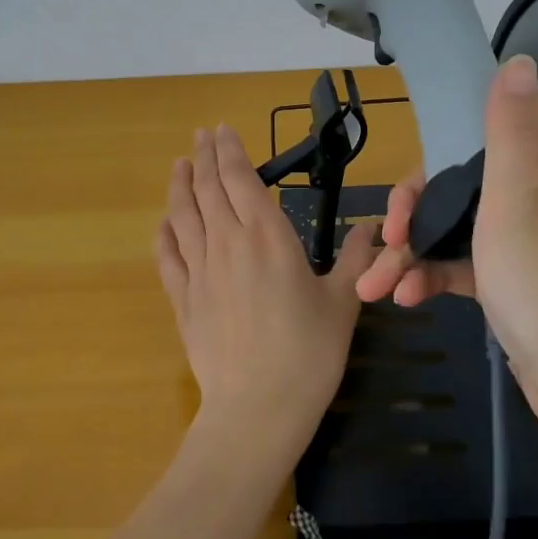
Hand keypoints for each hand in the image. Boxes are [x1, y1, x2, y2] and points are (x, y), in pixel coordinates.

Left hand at [156, 124, 376, 459]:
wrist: (257, 408)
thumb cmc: (308, 353)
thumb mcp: (343, 302)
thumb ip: (357, 259)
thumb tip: (373, 229)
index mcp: (266, 236)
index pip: (240, 179)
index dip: (229, 151)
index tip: (222, 130)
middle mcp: (227, 243)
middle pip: (208, 188)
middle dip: (204, 156)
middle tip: (201, 135)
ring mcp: (199, 270)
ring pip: (183, 215)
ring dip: (180, 185)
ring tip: (179, 164)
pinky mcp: (183, 299)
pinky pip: (167, 256)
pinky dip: (164, 233)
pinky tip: (165, 223)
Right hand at [356, 55, 537, 414]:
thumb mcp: (516, 201)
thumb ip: (508, 129)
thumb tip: (518, 58)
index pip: (471, 145)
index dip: (426, 171)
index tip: (399, 207)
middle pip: (456, 188)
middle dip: (410, 219)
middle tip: (381, 246)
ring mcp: (527, 240)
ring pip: (455, 229)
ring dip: (411, 255)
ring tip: (374, 288)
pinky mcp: (516, 278)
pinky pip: (466, 264)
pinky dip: (434, 277)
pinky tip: (405, 299)